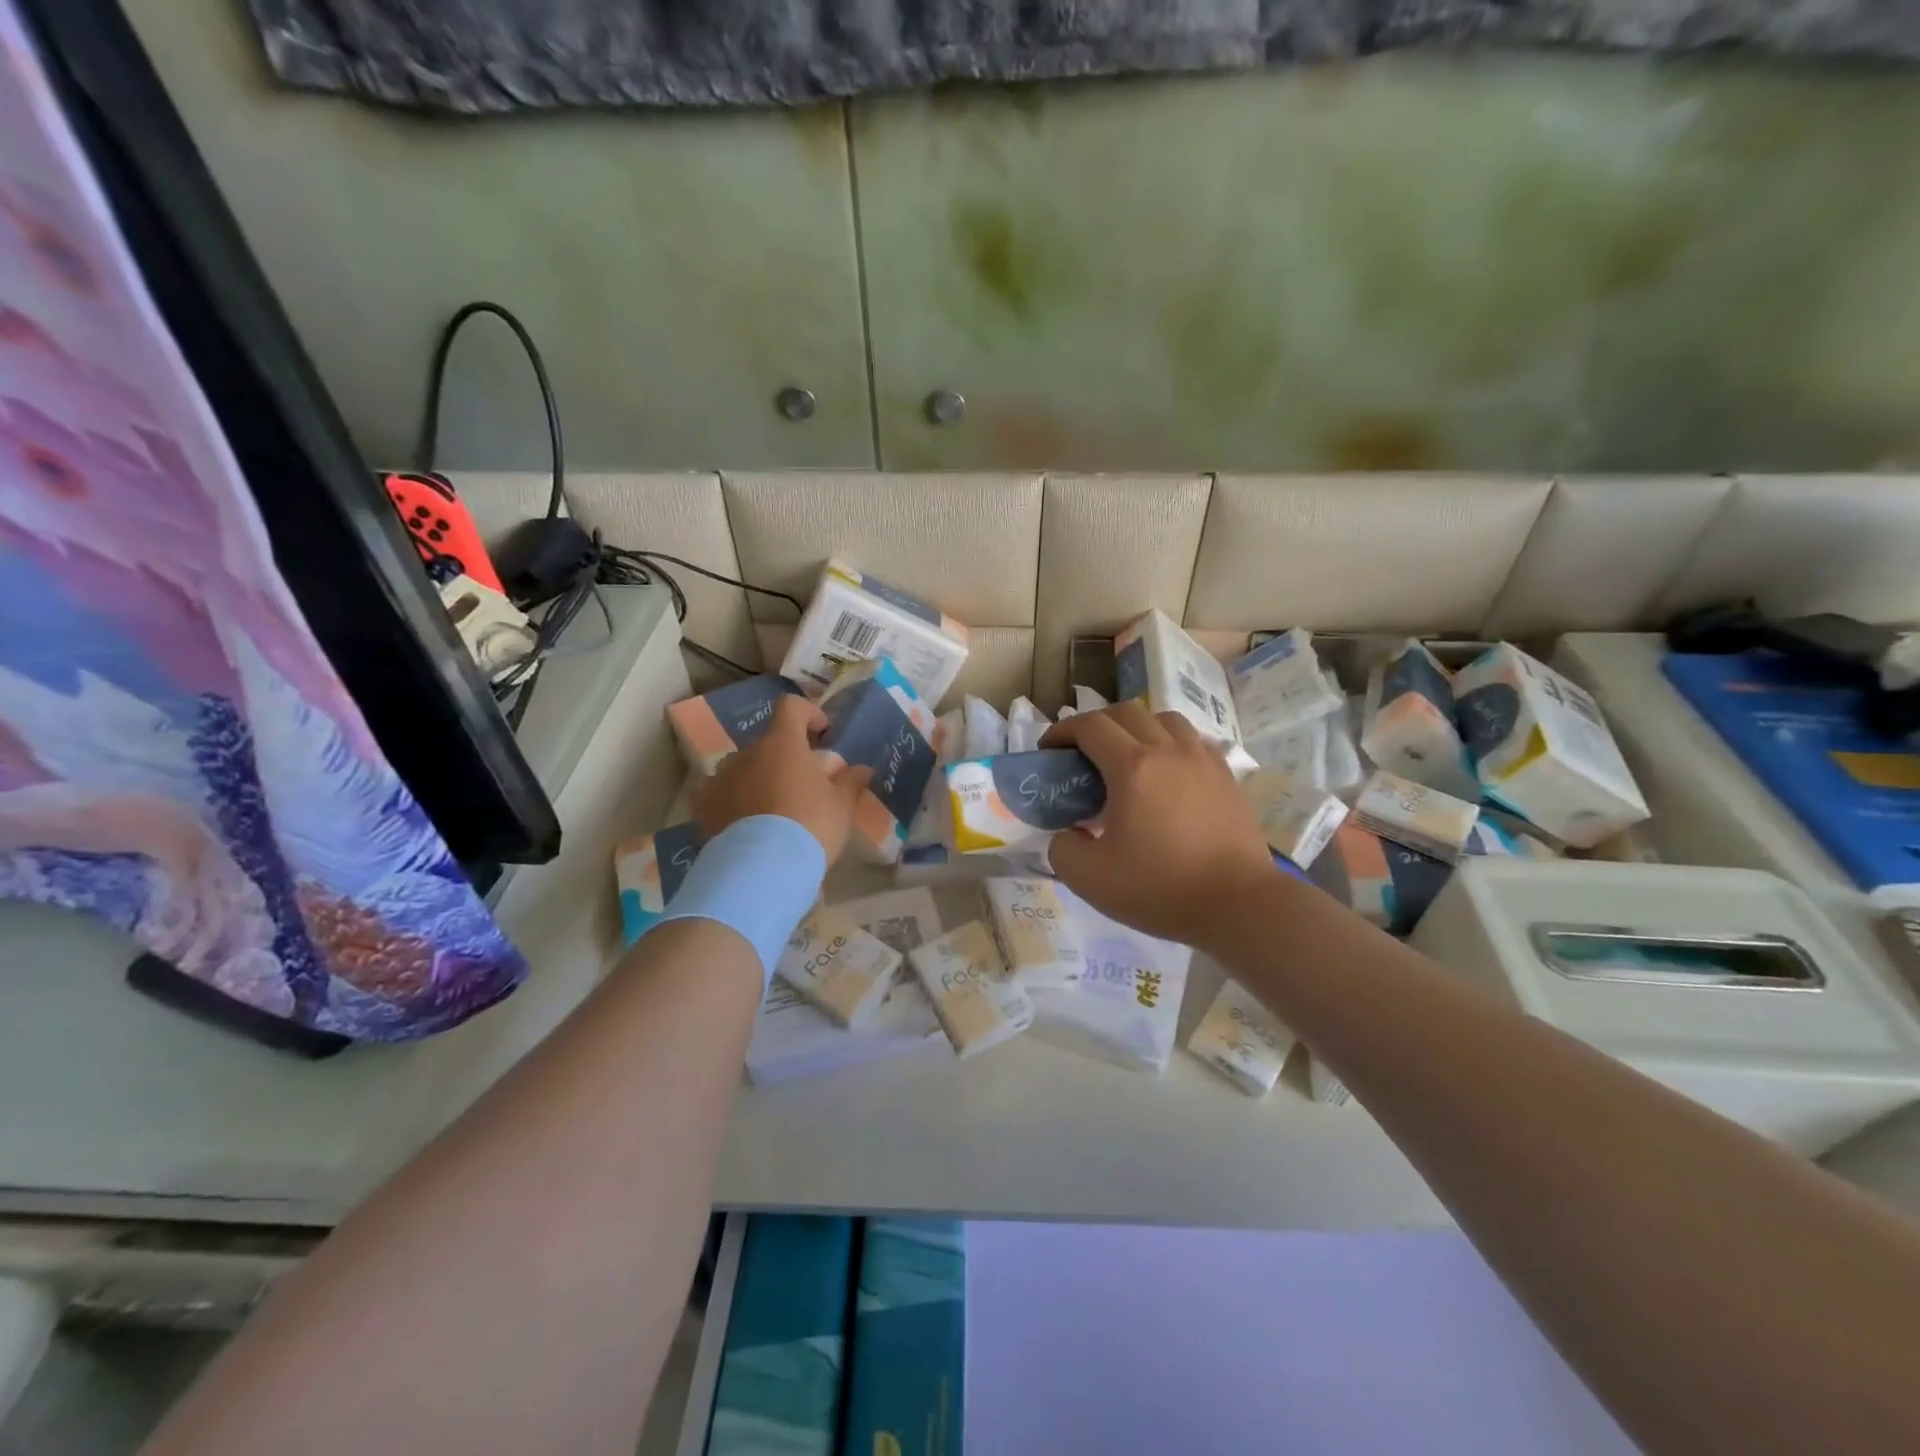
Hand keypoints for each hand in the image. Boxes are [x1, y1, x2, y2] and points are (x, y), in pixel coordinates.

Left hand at [691, 695, 871, 862]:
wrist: (762, 868)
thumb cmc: (810, 826)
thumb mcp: (841, 807)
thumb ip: (851, 782)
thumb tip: (863, 769)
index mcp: (783, 743)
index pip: (791, 707)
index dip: (808, 713)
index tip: (822, 732)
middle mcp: (748, 752)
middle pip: (767, 741)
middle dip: (785, 755)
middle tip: (803, 782)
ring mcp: (721, 777)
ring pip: (742, 767)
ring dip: (758, 776)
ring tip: (772, 806)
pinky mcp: (704, 805)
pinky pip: (719, 792)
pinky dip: (731, 799)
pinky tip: (744, 821)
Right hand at [1039, 703, 1278, 948]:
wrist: (1239, 904)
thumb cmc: (1161, 888)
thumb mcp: (1089, 879)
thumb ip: (1062, 848)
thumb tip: (1069, 833)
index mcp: (1132, 767)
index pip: (1090, 726)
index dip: (1062, 731)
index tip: (1048, 751)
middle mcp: (1168, 751)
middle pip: (1125, 713)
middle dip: (1095, 725)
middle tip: (1082, 755)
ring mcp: (1203, 760)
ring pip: (1164, 719)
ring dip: (1136, 728)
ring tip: (1127, 759)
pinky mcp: (1226, 777)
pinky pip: (1192, 741)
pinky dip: (1169, 744)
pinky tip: (1166, 775)